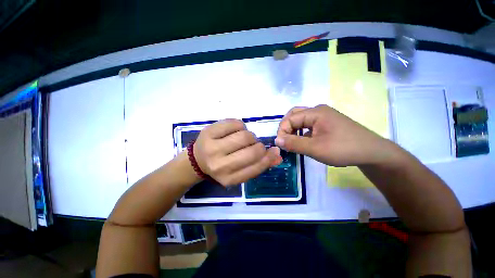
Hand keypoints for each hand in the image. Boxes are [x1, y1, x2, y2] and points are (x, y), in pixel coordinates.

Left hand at [194, 119, 282, 185]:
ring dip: (249, 135)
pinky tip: (235, 130)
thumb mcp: (239, 172)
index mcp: (228, 179)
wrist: (197, 160)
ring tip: (243, 138)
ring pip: (244, 136)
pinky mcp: (209, 132)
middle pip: (252, 150)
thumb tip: (278, 155)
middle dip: (258, 145)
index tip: (274, 151)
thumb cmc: (221, 167)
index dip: (268, 158)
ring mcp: (212, 147)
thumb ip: (259, 165)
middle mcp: (219, 166)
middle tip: (254, 144)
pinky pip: (234, 123)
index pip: (256, 168)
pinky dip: (240, 125)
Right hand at [275, 105, 397, 166]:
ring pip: (301, 120)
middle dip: (286, 128)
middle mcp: (318, 111)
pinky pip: (308, 125)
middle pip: (294, 115)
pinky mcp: (327, 123)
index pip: (290, 118)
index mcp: (315, 112)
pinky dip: (301, 132)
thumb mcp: (315, 148)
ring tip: (292, 142)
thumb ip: (294, 144)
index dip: (282, 131)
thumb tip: (276, 140)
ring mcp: (323, 116)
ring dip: (293, 130)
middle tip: (284, 141)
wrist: (372, 152)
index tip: (280, 145)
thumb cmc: (343, 149)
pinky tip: (303, 141)